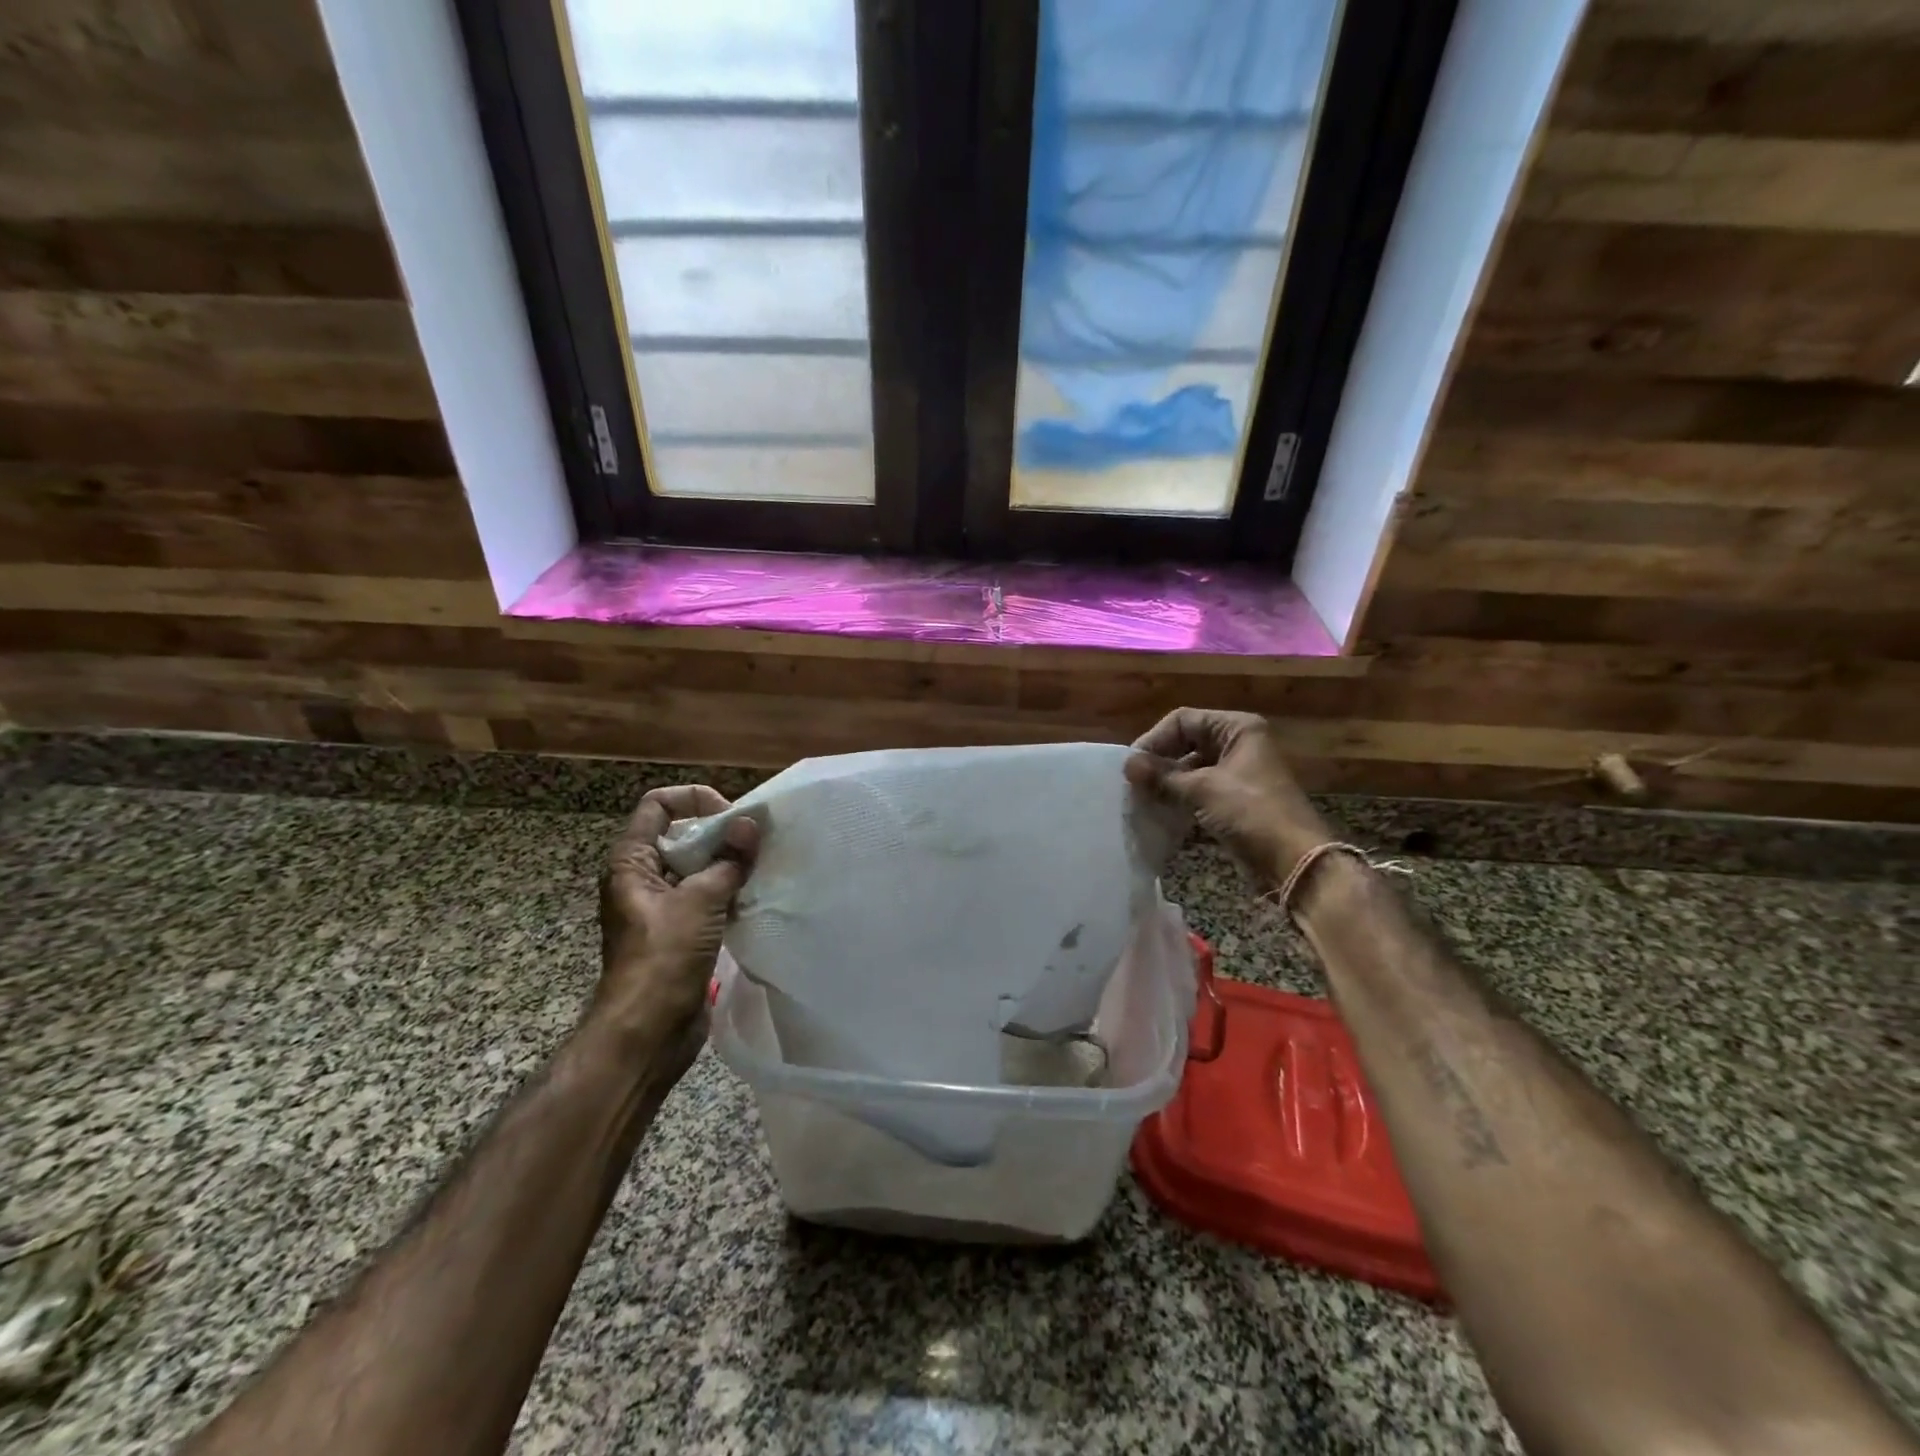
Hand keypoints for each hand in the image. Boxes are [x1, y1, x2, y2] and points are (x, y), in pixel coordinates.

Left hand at [596, 786, 758, 1063]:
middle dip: (720, 832)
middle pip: (681, 834)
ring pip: (697, 867)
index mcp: (631, 862)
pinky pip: (706, 896)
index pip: (658, 805)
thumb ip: (728, 860)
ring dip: (728, 863)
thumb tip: (750, 824)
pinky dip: (729, 890)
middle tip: (756, 841)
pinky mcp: (679, 931)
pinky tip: (755, 896)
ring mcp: (661, 906)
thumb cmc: (664, 958)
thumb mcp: (700, 901)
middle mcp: (642, 877)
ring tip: (761, 866)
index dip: (694, 800)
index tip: (730, 817)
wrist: (647, 1032)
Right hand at [1124, 708, 1329, 881]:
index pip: (1183, 721)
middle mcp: (1238, 744)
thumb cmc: (1251, 813)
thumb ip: (1162, 775)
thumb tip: (1127, 764)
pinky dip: (1178, 800)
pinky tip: (1159, 813)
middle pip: (1185, 743)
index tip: (1132, 766)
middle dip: (1159, 762)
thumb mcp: (1202, 789)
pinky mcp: (1234, 801)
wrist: (1294, 862)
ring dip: (1166, 783)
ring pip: (1190, 769)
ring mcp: (1237, 774)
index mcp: (1237, 729)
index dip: (1155, 740)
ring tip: (1141, 799)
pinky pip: (1198, 792)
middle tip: (1132, 784)